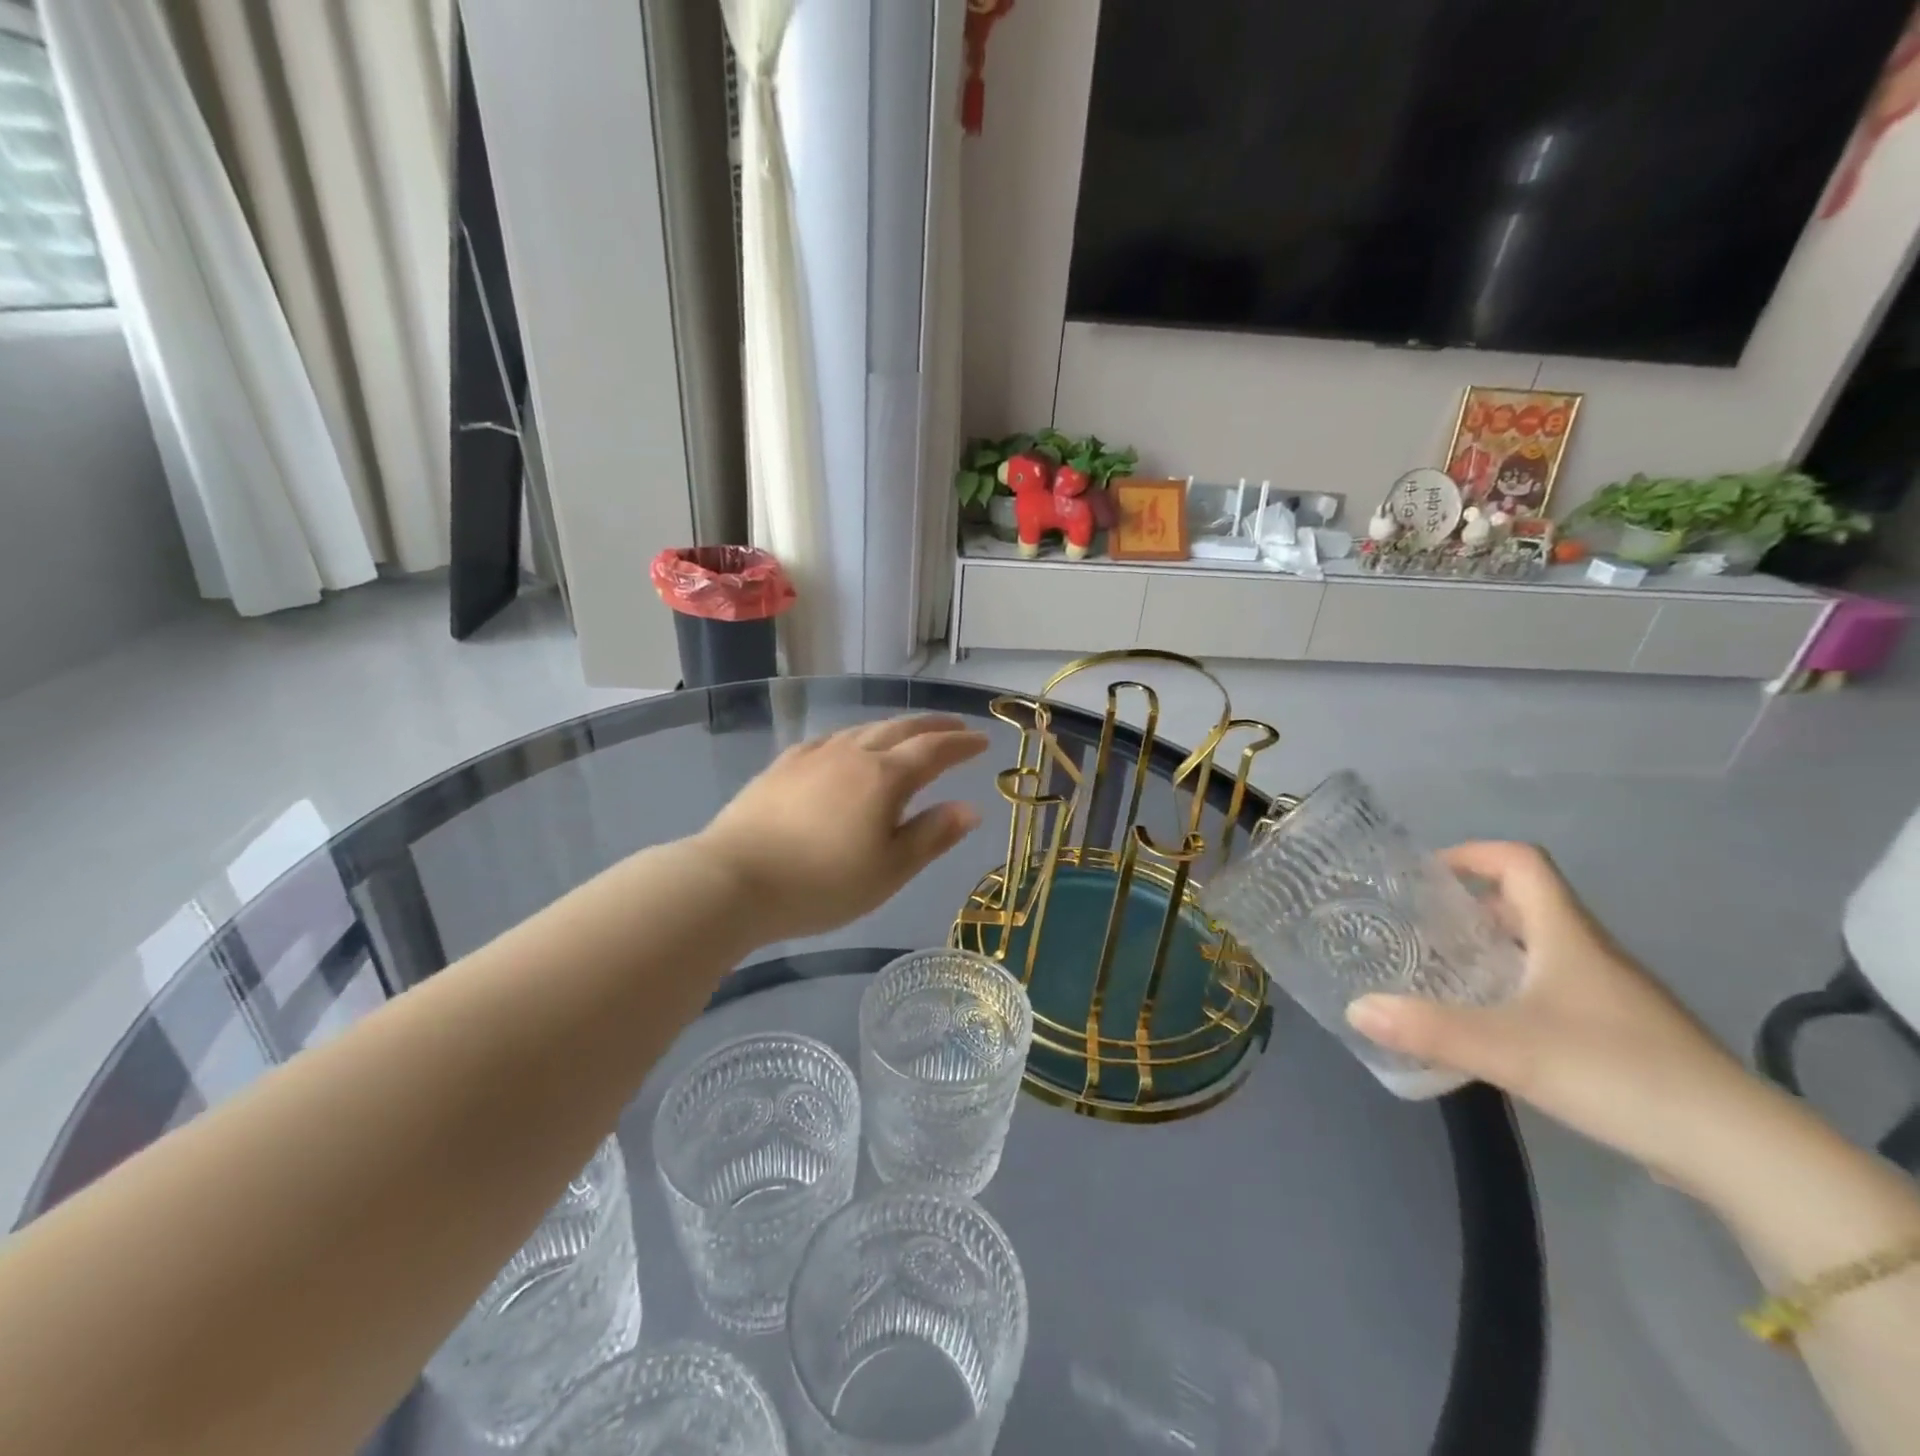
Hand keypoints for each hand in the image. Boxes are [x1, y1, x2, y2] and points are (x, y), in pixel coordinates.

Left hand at [696, 715, 989, 941]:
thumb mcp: (889, 870)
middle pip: (901, 728)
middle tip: (956, 726)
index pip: (935, 750)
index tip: (983, 741)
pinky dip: (855, 737)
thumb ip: (932, 835)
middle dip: (933, 726)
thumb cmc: (822, 884)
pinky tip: (849, 747)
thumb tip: (970, 808)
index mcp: (885, 777)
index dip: (962, 744)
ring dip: (895, 727)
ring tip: (909, 733)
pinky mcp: (783, 765)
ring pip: (864, 728)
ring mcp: (814, 755)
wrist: (734, 879)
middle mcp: (853, 753)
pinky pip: (831, 739)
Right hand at [1345, 841, 1755, 1183]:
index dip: (1472, 854)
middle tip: (1418, 925)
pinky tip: (1491, 1022)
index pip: (1522, 862)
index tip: (1424, 873)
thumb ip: (1428, 1027)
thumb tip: (1354, 1008)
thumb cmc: (1618, 1072)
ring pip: (1540, 946)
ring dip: (1491, 947)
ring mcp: (1611, 993)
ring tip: (1441, 969)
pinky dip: (1515, 986)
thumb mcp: (1508, 1048)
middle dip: (1469, 905)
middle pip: (1526, 902)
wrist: (1739, 1150)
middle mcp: (1590, 952)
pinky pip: (1555, 986)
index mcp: (1567, 934)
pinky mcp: (1622, 1032)